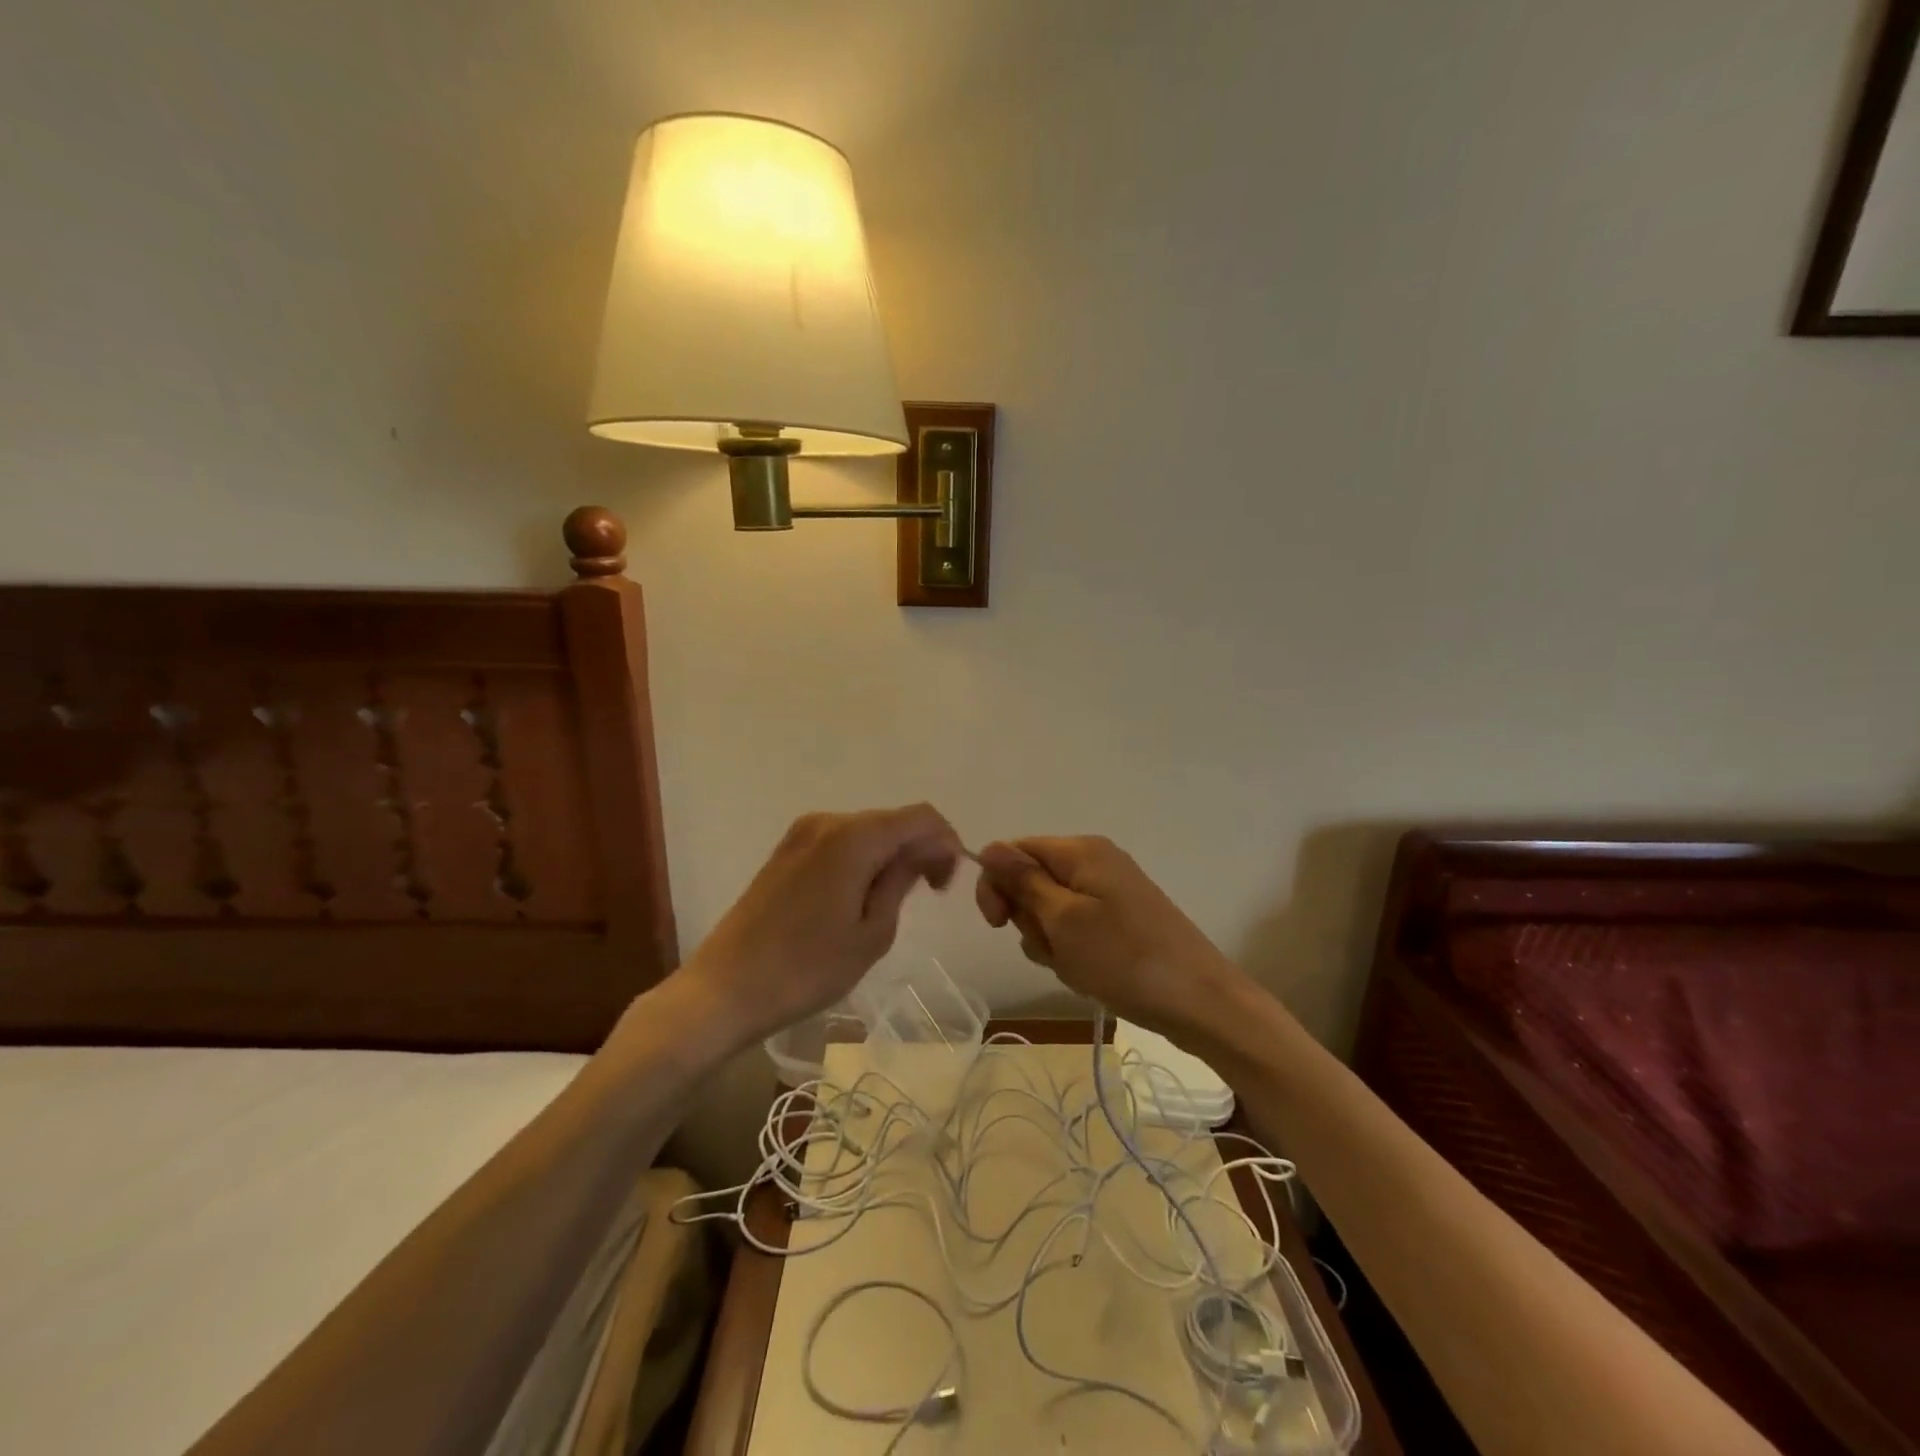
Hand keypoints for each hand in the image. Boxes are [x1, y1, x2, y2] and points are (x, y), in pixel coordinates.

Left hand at [678, 805, 964, 1048]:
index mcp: (854, 836)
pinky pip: (839, 843)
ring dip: (889, 856)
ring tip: (892, 903)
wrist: (725, 989)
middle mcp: (827, 821)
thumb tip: (922, 854)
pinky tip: (858, 897)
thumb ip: (902, 880)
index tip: (948, 883)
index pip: (920, 817)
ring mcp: (801, 834)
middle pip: (891, 821)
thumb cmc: (807, 968)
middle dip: (919, 850)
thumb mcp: (872, 932)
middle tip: (929, 895)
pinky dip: (861, 860)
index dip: (946, 843)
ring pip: (865, 832)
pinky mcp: (785, 851)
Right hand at [975, 836, 1246, 1041]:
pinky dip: (1074, 952)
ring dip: (1051, 942)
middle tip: (1053, 948)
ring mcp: (1111, 893)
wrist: (1200, 1001)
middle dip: (1031, 920)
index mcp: (1081, 851)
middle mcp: (1095, 862)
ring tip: (1077, 967)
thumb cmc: (1124, 958)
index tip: (997, 923)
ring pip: (1052, 912)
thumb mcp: (1063, 920)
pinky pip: (1077, 929)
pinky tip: (1091, 974)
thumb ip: (1023, 881)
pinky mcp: (1121, 921)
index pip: (1015, 851)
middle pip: (1033, 881)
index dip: (997, 884)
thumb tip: (989, 848)